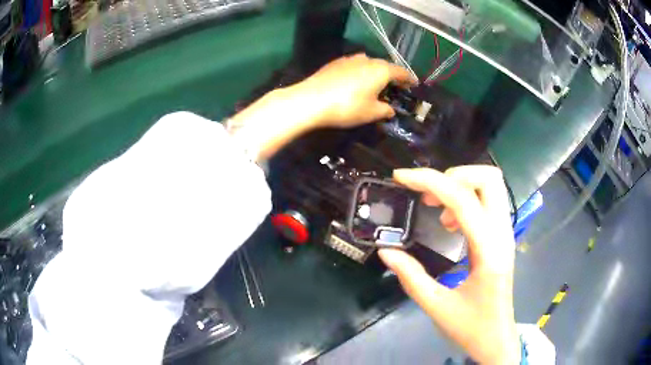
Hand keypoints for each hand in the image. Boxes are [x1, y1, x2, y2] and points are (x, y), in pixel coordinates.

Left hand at [290, 53, 416, 127]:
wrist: (311, 100)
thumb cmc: (347, 107)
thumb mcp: (371, 113)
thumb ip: (385, 110)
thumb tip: (390, 109)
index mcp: (381, 70)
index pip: (401, 72)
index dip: (409, 79)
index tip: (414, 84)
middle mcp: (367, 60)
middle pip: (385, 65)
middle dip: (392, 75)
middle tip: (396, 86)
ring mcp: (349, 59)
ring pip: (369, 63)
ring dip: (376, 72)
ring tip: (376, 83)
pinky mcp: (335, 63)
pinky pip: (355, 65)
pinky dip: (361, 72)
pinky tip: (356, 81)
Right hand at [379, 166, 520, 363]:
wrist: (496, 338)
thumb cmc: (471, 326)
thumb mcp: (436, 306)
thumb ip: (410, 276)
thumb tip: (386, 250)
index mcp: (488, 250)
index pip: (462, 199)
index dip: (429, 181)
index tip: (401, 178)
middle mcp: (502, 233)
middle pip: (488, 178)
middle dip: (453, 175)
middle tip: (427, 195)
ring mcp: (505, 233)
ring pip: (491, 185)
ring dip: (460, 185)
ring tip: (435, 208)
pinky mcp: (501, 237)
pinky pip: (488, 201)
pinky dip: (466, 199)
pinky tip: (449, 223)